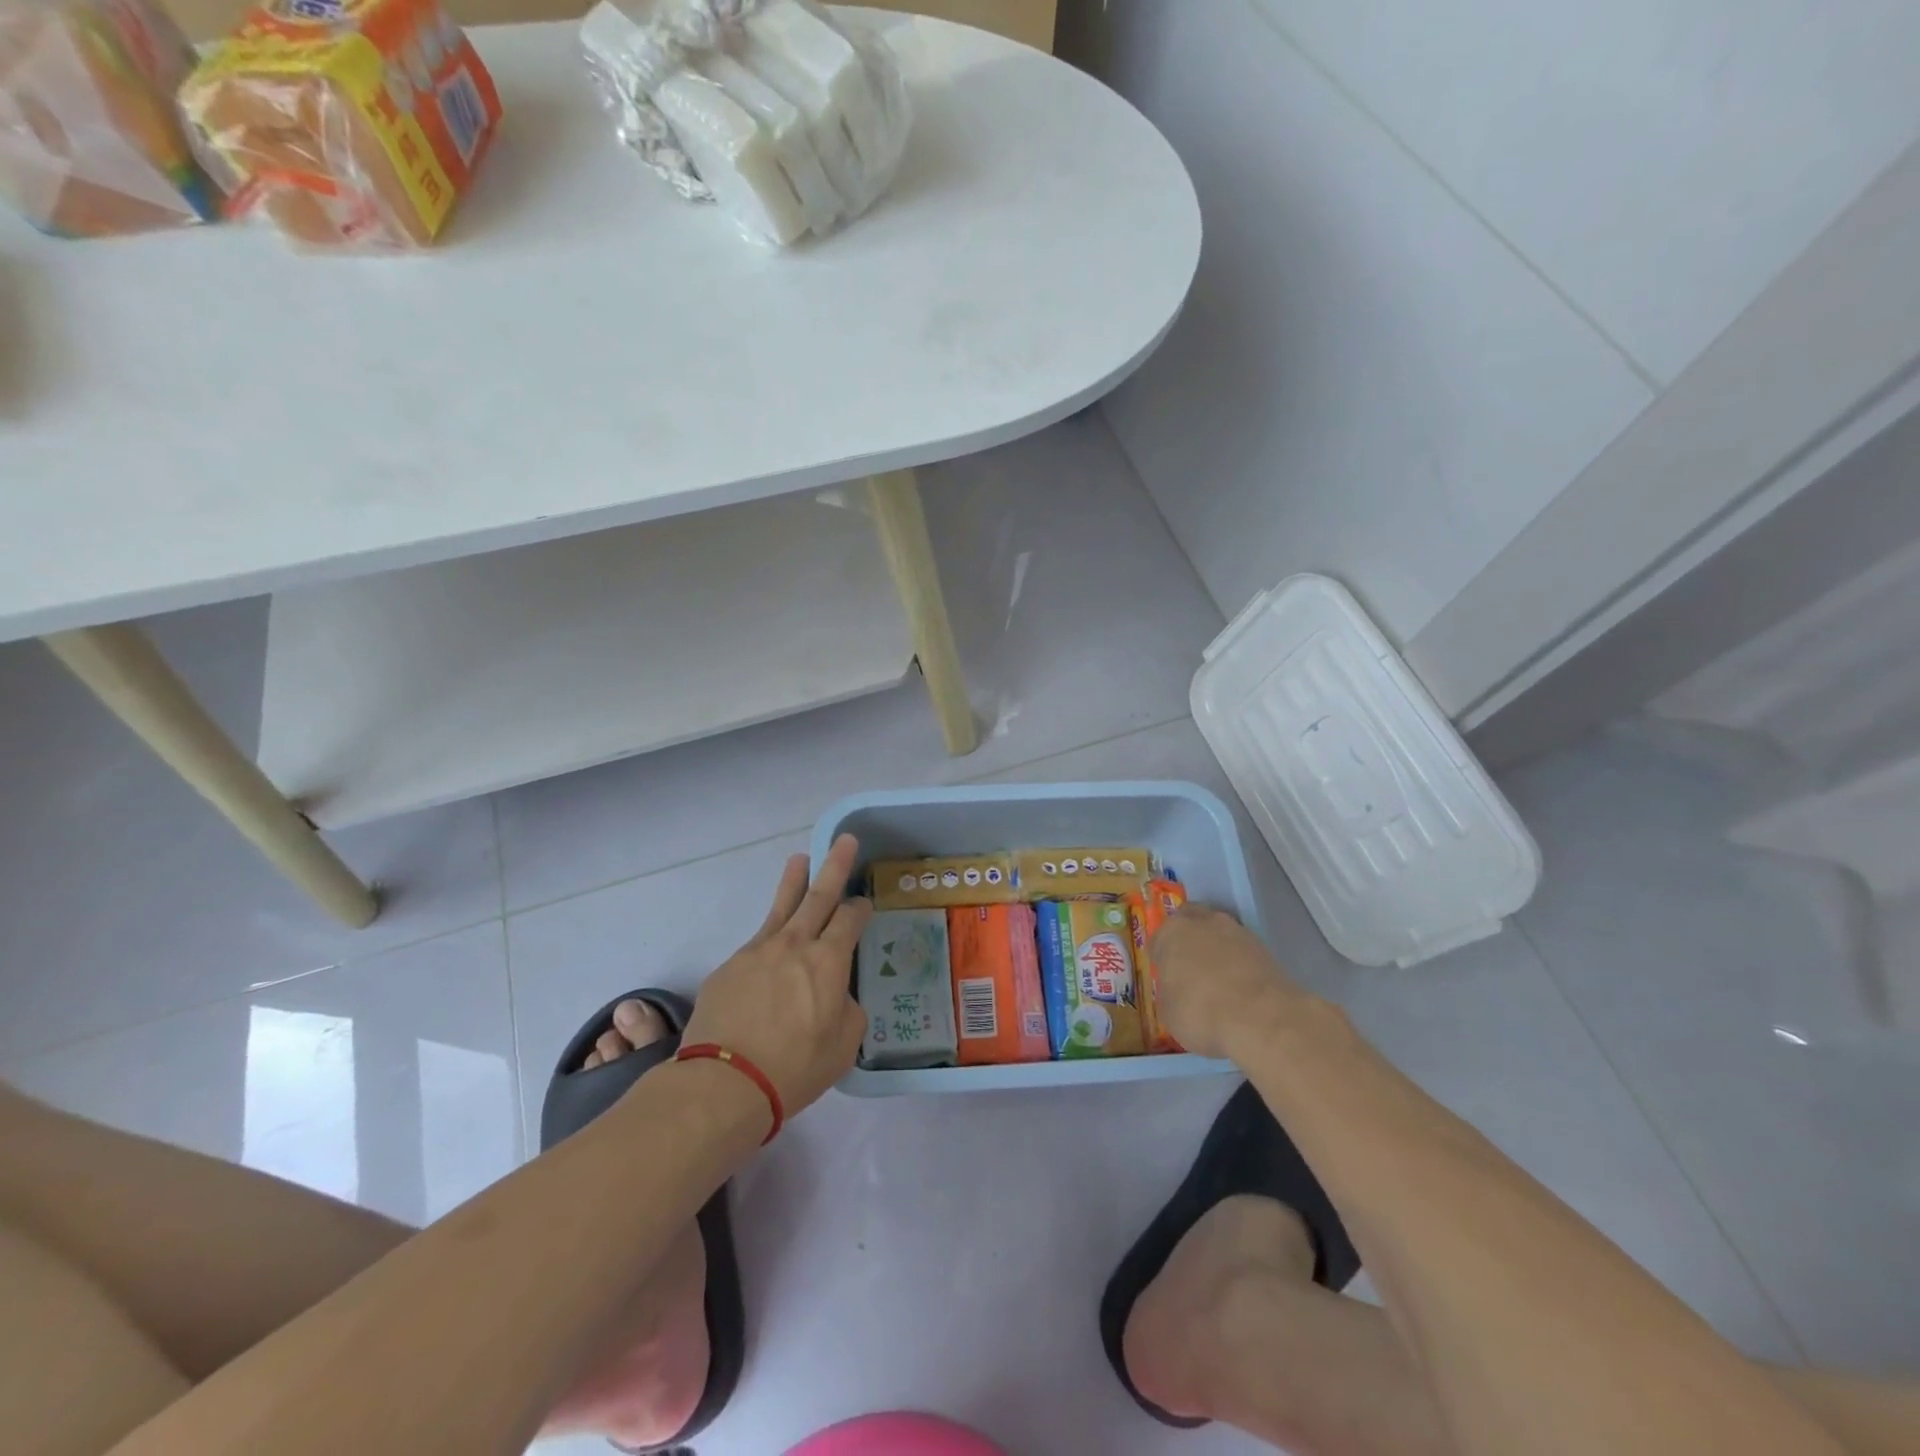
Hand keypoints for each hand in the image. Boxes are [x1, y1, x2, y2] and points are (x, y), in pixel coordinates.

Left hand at [681, 834, 871, 1119]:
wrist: (726, 1082)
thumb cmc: (795, 1067)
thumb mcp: (844, 1044)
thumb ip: (847, 1009)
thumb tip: (836, 995)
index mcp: (828, 960)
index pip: (850, 919)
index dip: (860, 908)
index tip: (864, 904)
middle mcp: (795, 944)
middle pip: (819, 895)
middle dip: (834, 866)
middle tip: (843, 840)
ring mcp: (758, 951)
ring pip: (781, 906)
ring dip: (794, 881)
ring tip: (800, 859)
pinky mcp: (730, 966)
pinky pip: (757, 942)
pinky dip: (770, 936)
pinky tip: (771, 947)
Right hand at [1150, 902, 1307, 1061]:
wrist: (1261, 1019)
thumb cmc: (1200, 1012)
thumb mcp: (1169, 1012)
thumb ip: (1171, 993)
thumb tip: (1178, 993)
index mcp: (1171, 933)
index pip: (1158, 939)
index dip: (1161, 958)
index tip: (1165, 976)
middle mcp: (1203, 923)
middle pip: (1191, 921)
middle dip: (1189, 939)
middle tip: (1190, 967)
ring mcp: (1237, 932)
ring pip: (1220, 933)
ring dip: (1217, 949)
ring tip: (1219, 981)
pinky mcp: (1265, 948)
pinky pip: (1243, 951)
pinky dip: (1239, 964)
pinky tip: (1241, 988)